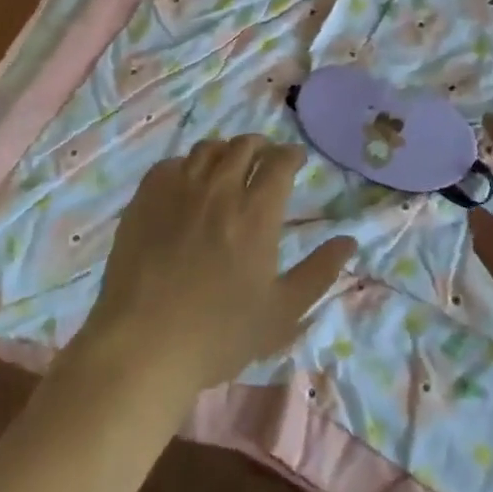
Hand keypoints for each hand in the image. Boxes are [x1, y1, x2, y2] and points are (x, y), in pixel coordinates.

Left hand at [78, 135, 358, 391]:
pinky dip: (187, 165)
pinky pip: (171, 164)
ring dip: (226, 150)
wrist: (143, 345)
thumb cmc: (219, 334)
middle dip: (261, 146)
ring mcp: (178, 190)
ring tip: (229, 164)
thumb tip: (349, 240)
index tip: (296, 159)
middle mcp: (220, 189)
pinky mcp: (145, 198)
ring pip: (207, 149)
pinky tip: (188, 182)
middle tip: (265, 158)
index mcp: (256, 213)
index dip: (291, 155)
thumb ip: (319, 272)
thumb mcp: (282, 312)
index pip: (279, 162)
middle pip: (244, 146)